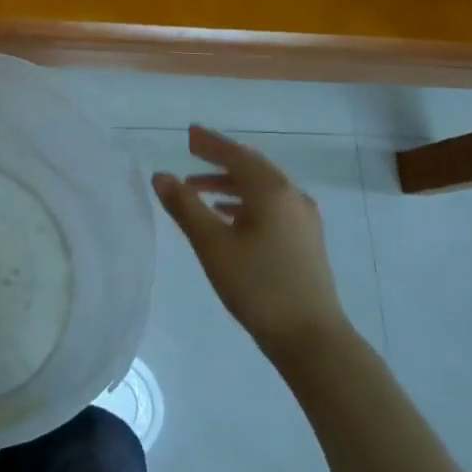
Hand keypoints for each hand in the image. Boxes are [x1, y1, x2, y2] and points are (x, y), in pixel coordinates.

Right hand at [152, 126, 352, 366]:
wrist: (311, 337)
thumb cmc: (257, 285)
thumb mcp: (212, 244)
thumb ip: (185, 206)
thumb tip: (161, 176)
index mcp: (271, 191)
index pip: (236, 156)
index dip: (210, 143)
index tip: (188, 133)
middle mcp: (291, 197)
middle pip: (252, 168)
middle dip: (220, 160)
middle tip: (192, 153)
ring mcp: (303, 219)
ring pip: (261, 189)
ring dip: (229, 184)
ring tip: (198, 189)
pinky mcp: (305, 240)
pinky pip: (270, 206)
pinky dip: (245, 202)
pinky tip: (228, 216)